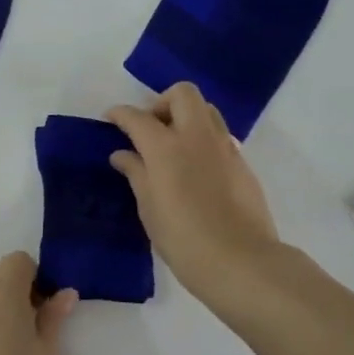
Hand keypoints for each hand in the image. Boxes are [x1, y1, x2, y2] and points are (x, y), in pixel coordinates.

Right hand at [107, 83, 281, 311]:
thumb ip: (136, 174)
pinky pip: (219, 136)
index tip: (111, 119)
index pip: (137, 117)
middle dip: (161, 103)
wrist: (240, 261)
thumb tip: (123, 154)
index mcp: (166, 147)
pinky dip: (202, 140)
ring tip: (173, 147)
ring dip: (186, 117)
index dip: (120, 114)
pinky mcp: (242, 162)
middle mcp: (196, 136)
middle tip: (150, 130)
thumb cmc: (183, 239)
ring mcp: (224, 147)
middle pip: (181, 94)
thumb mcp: (149, 208)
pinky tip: (195, 170)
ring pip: (206, 110)